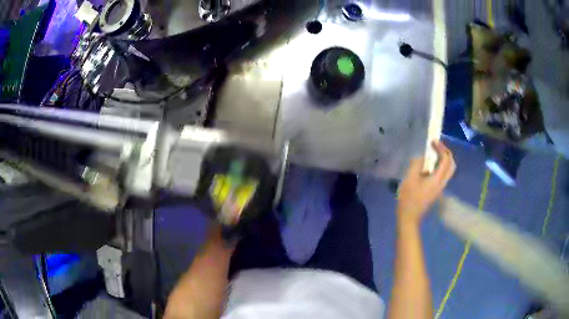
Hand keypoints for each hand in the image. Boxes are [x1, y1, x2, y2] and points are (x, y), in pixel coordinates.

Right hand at [397, 142, 455, 223]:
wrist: (409, 217)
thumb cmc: (408, 199)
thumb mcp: (409, 179)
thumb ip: (416, 165)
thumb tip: (422, 157)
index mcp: (437, 179)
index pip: (445, 159)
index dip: (441, 148)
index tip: (432, 141)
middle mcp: (442, 182)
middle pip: (452, 164)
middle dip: (446, 152)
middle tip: (437, 146)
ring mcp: (440, 187)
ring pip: (449, 170)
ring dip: (444, 159)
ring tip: (434, 153)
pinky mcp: (437, 190)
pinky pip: (443, 174)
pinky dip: (441, 166)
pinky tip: (430, 165)